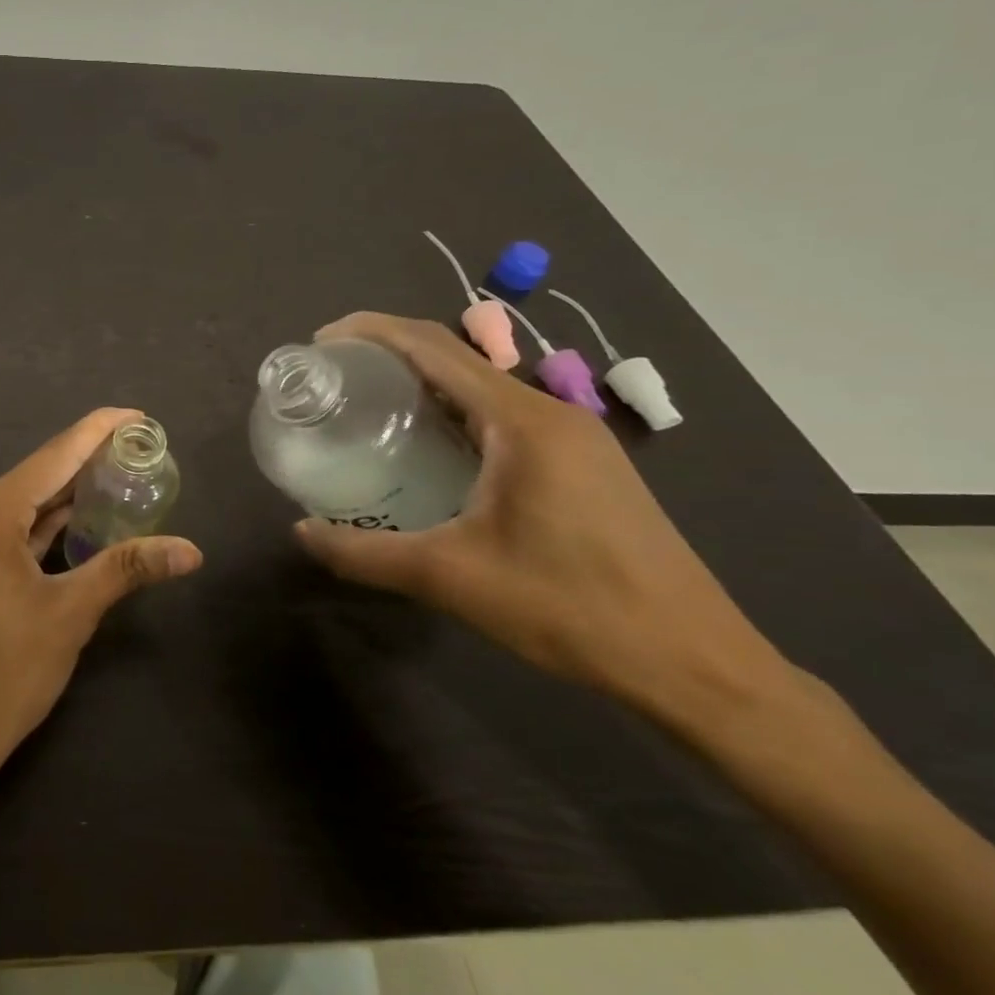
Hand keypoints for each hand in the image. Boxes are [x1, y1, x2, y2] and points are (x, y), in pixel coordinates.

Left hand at [0, 408, 202, 803]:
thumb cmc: (0, 678)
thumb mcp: (69, 616)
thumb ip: (126, 568)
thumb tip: (192, 550)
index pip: (54, 456)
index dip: (98, 431)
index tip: (138, 416)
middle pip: (36, 477)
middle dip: (87, 465)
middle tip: (140, 453)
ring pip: (20, 506)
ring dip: (64, 499)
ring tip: (118, 481)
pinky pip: (3, 531)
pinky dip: (40, 527)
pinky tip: (76, 522)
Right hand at [294, 314, 792, 723]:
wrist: (694, 663)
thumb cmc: (570, 609)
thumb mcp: (450, 579)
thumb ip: (364, 553)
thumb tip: (301, 533)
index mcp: (521, 421)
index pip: (433, 346)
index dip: (370, 331)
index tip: (319, 343)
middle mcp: (550, 412)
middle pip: (456, 357)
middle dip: (388, 354)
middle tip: (332, 378)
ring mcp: (573, 437)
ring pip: (481, 387)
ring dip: (422, 384)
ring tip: (366, 406)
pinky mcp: (581, 463)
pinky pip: (501, 416)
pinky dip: (453, 413)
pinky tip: (426, 449)